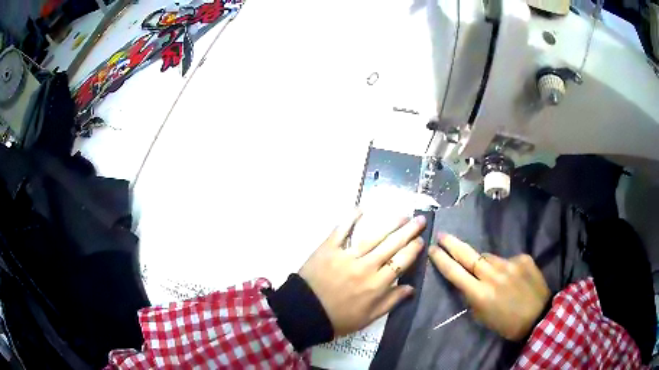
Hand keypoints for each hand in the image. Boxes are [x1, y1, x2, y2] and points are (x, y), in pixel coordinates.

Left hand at [299, 210, 426, 336]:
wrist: (304, 313)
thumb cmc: (339, 319)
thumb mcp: (369, 318)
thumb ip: (391, 302)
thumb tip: (411, 288)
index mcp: (376, 285)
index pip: (401, 262)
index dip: (413, 249)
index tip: (421, 240)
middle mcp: (365, 267)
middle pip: (392, 245)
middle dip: (409, 231)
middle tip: (420, 219)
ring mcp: (346, 256)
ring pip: (373, 236)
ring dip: (390, 224)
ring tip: (403, 215)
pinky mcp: (328, 249)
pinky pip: (342, 230)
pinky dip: (351, 218)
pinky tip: (361, 208)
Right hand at [428, 234, 549, 340]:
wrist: (538, 316)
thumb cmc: (507, 323)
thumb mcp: (483, 317)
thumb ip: (473, 298)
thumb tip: (468, 282)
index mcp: (480, 293)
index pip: (455, 272)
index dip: (442, 260)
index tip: (432, 249)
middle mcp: (493, 275)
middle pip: (468, 255)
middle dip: (452, 244)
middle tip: (442, 235)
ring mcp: (510, 264)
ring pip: (489, 257)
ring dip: (484, 263)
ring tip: (490, 274)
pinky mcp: (523, 258)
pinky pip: (507, 259)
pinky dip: (505, 267)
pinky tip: (512, 278)